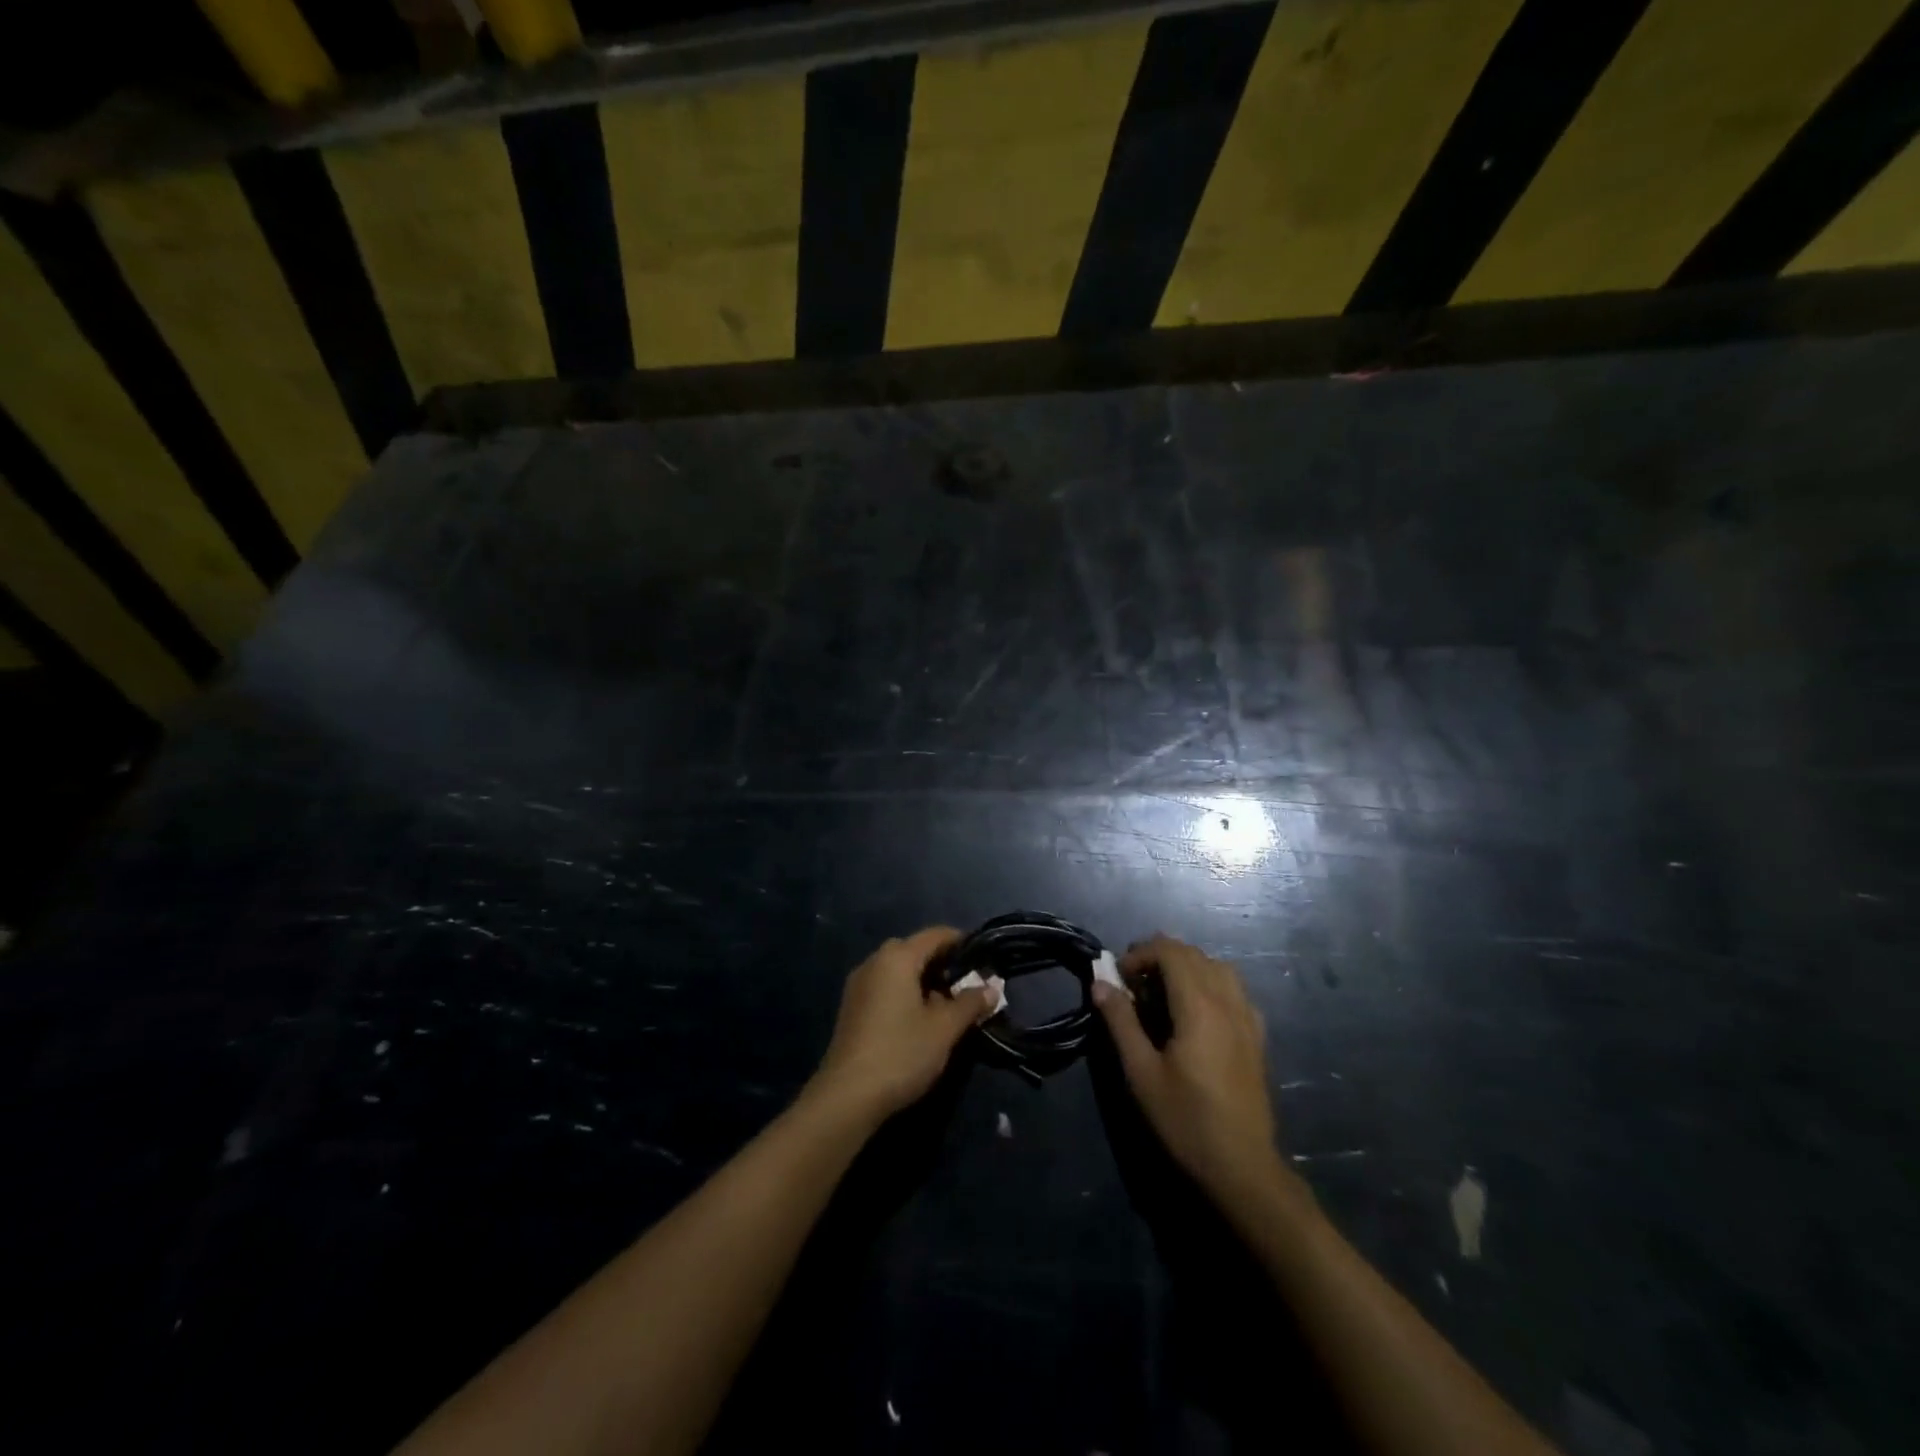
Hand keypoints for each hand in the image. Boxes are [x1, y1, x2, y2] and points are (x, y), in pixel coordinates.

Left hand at [811, 927, 994, 1119]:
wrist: (847, 1097)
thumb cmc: (901, 1053)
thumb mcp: (945, 1029)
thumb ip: (970, 1003)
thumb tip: (992, 988)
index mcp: (897, 958)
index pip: (935, 935)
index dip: (961, 941)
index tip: (983, 957)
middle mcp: (874, 962)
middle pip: (915, 950)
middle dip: (943, 963)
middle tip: (968, 984)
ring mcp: (859, 985)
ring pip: (898, 970)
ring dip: (924, 980)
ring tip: (948, 1005)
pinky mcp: (852, 1007)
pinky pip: (885, 986)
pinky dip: (906, 992)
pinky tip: (920, 1019)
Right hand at [1094, 934, 1279, 1193]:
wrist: (1242, 1166)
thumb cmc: (1185, 1119)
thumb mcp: (1141, 1072)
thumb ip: (1121, 1021)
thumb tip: (1100, 982)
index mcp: (1199, 1007)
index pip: (1171, 952)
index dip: (1141, 953)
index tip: (1120, 978)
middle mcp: (1227, 1002)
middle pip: (1194, 954)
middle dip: (1160, 956)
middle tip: (1134, 982)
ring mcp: (1248, 1018)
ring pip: (1218, 967)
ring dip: (1187, 966)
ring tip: (1163, 991)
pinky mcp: (1257, 1036)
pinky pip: (1235, 990)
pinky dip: (1211, 983)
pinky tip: (1196, 1012)